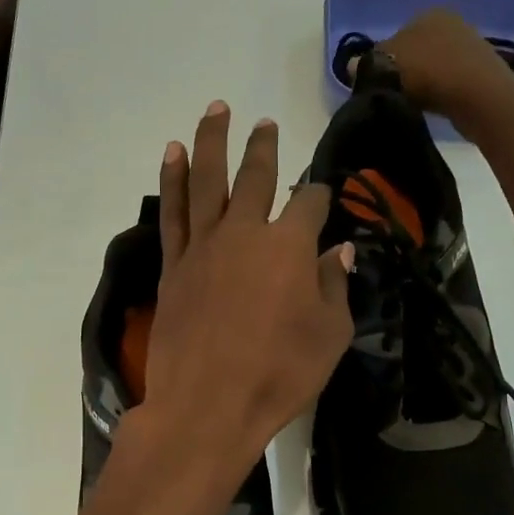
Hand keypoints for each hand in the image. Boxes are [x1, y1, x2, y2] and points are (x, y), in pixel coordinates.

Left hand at [138, 103, 354, 477]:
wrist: (207, 405)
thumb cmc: (280, 374)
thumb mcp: (329, 335)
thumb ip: (334, 286)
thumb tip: (340, 250)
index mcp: (289, 246)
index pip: (309, 204)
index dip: (320, 196)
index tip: (324, 197)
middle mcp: (244, 232)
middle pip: (256, 177)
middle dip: (264, 148)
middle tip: (265, 122)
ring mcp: (204, 246)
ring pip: (208, 180)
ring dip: (213, 142)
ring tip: (216, 110)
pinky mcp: (173, 265)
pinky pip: (173, 211)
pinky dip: (173, 179)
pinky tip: (174, 154)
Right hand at [375, 8, 513, 120]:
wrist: (478, 95)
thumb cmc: (428, 71)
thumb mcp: (385, 64)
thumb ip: (366, 63)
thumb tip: (352, 66)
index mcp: (426, 13)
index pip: (395, 36)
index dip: (382, 60)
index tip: (376, 83)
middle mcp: (449, 22)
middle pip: (415, 51)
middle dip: (403, 71)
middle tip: (392, 95)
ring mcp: (468, 45)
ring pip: (432, 66)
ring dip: (422, 84)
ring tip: (411, 104)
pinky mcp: (480, 71)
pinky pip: (448, 81)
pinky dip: (438, 92)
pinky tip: (433, 107)